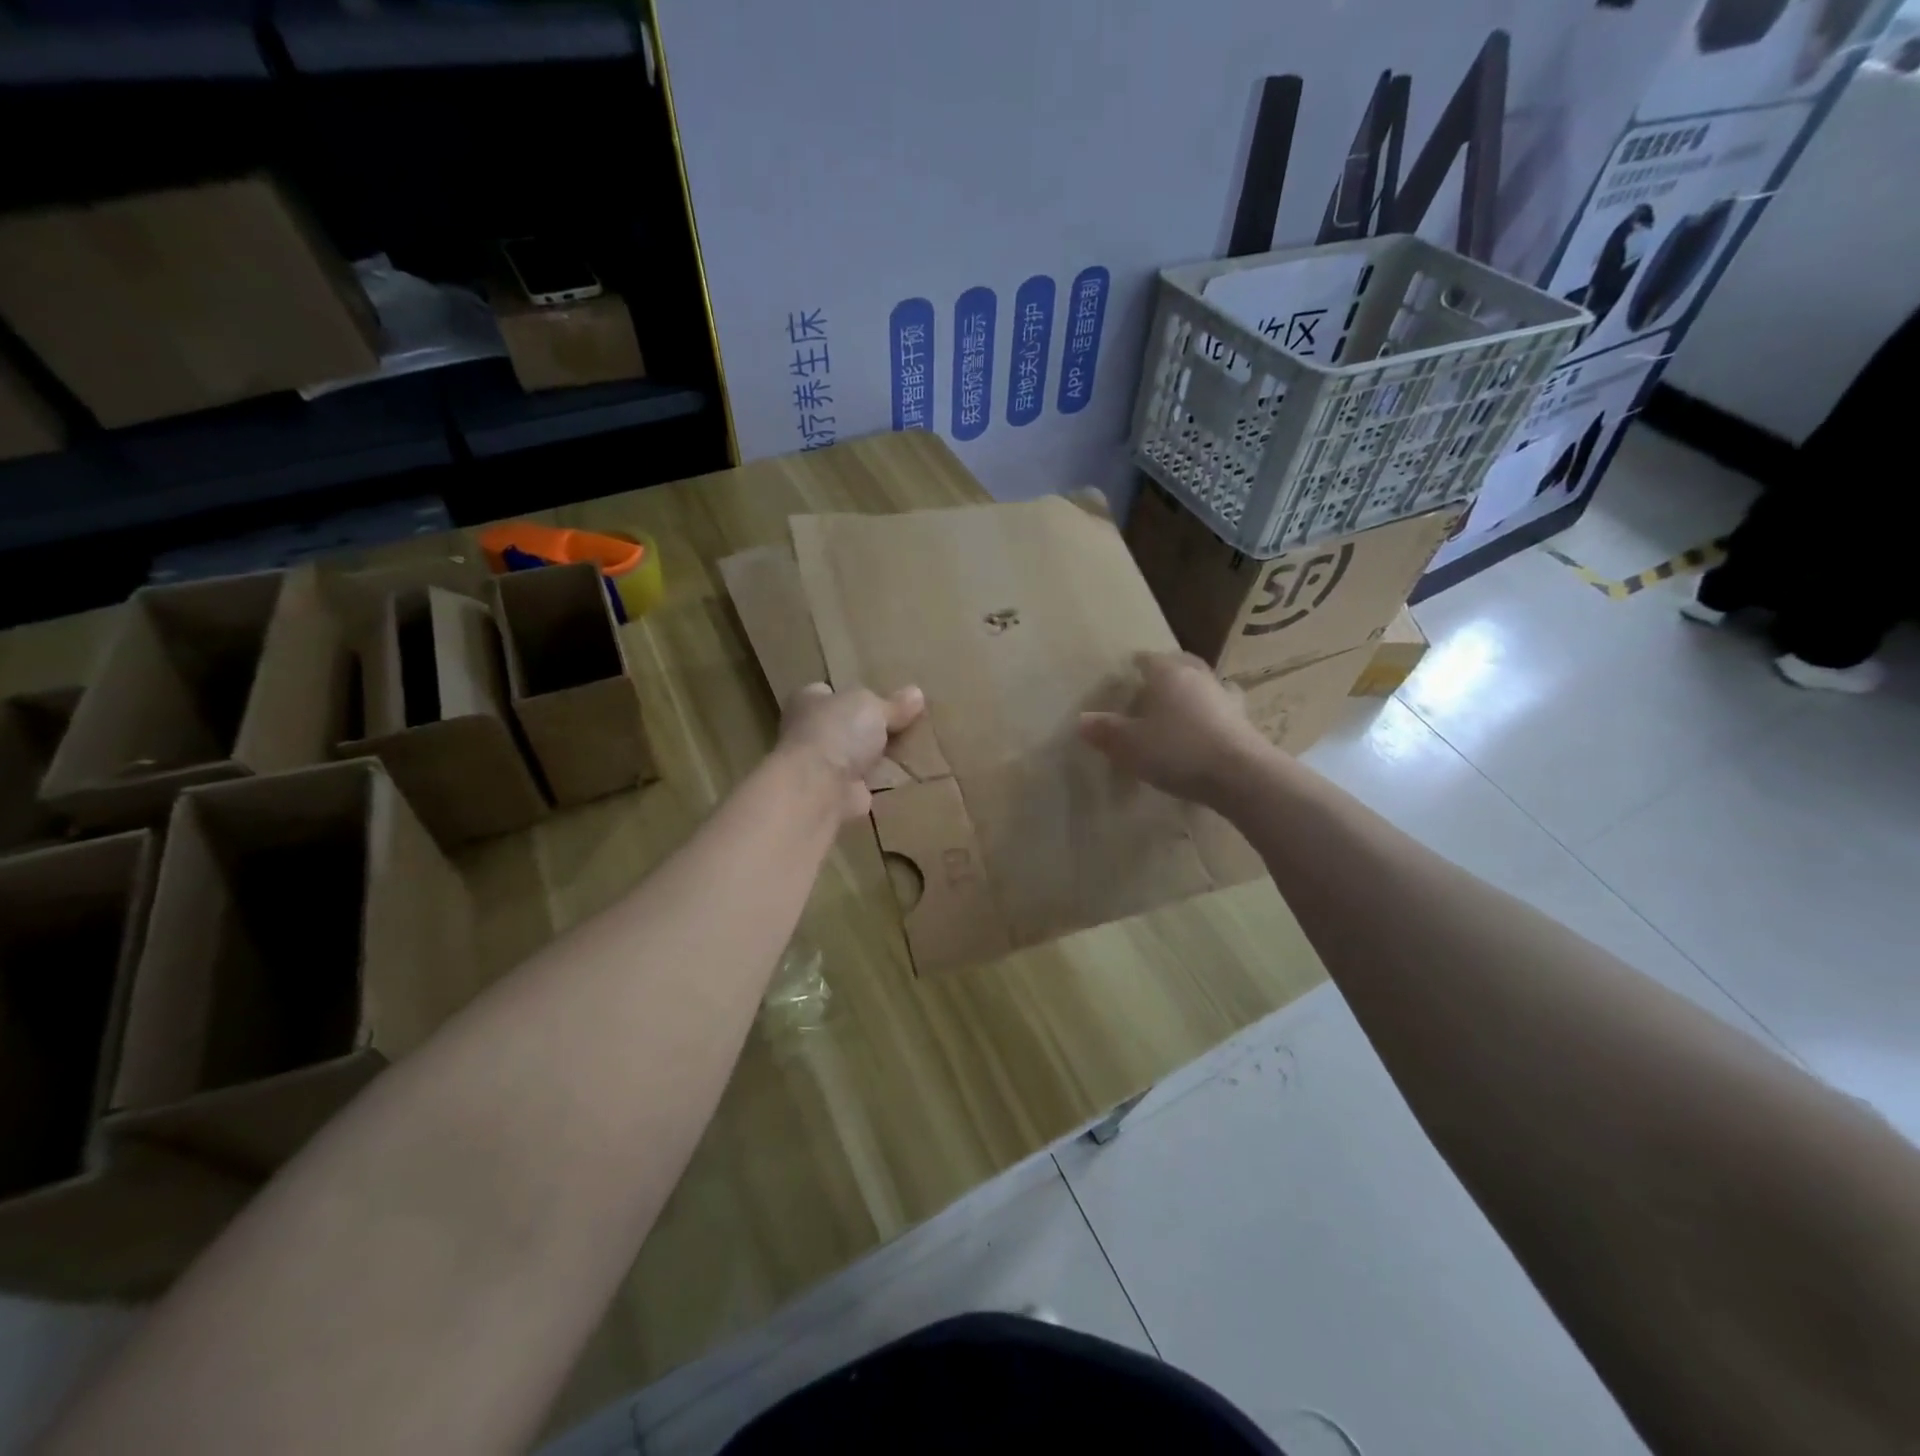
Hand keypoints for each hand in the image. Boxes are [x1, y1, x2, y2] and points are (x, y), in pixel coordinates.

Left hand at [779, 682, 925, 819]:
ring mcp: (821, 765)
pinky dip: (880, 779)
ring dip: (877, 755)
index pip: (831, 692)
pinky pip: (865, 781)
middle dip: (871, 726)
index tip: (882, 697)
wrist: (820, 789)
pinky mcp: (836, 793)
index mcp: (809, 701)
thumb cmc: (838, 732)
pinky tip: (904, 773)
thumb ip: (894, 704)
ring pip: (855, 754)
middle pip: (846, 724)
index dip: (855, 693)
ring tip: (913, 747)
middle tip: (906, 723)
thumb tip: (917, 693)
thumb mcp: (873, 706)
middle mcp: (808, 731)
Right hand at [1079, 652, 1268, 804]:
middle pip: (1181, 664)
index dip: (1136, 663)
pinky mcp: (1244, 721)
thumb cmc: (1178, 751)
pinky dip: (1209, 715)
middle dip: (1167, 671)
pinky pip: (1219, 710)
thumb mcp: (1131, 745)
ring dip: (1191, 691)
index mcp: (1169, 674)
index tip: (1127, 670)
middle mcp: (1199, 677)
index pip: (1149, 658)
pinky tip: (1203, 729)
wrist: (1241, 775)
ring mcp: (1226, 698)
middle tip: (1152, 685)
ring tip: (1178, 707)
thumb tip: (1082, 720)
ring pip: (1204, 685)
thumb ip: (1106, 731)